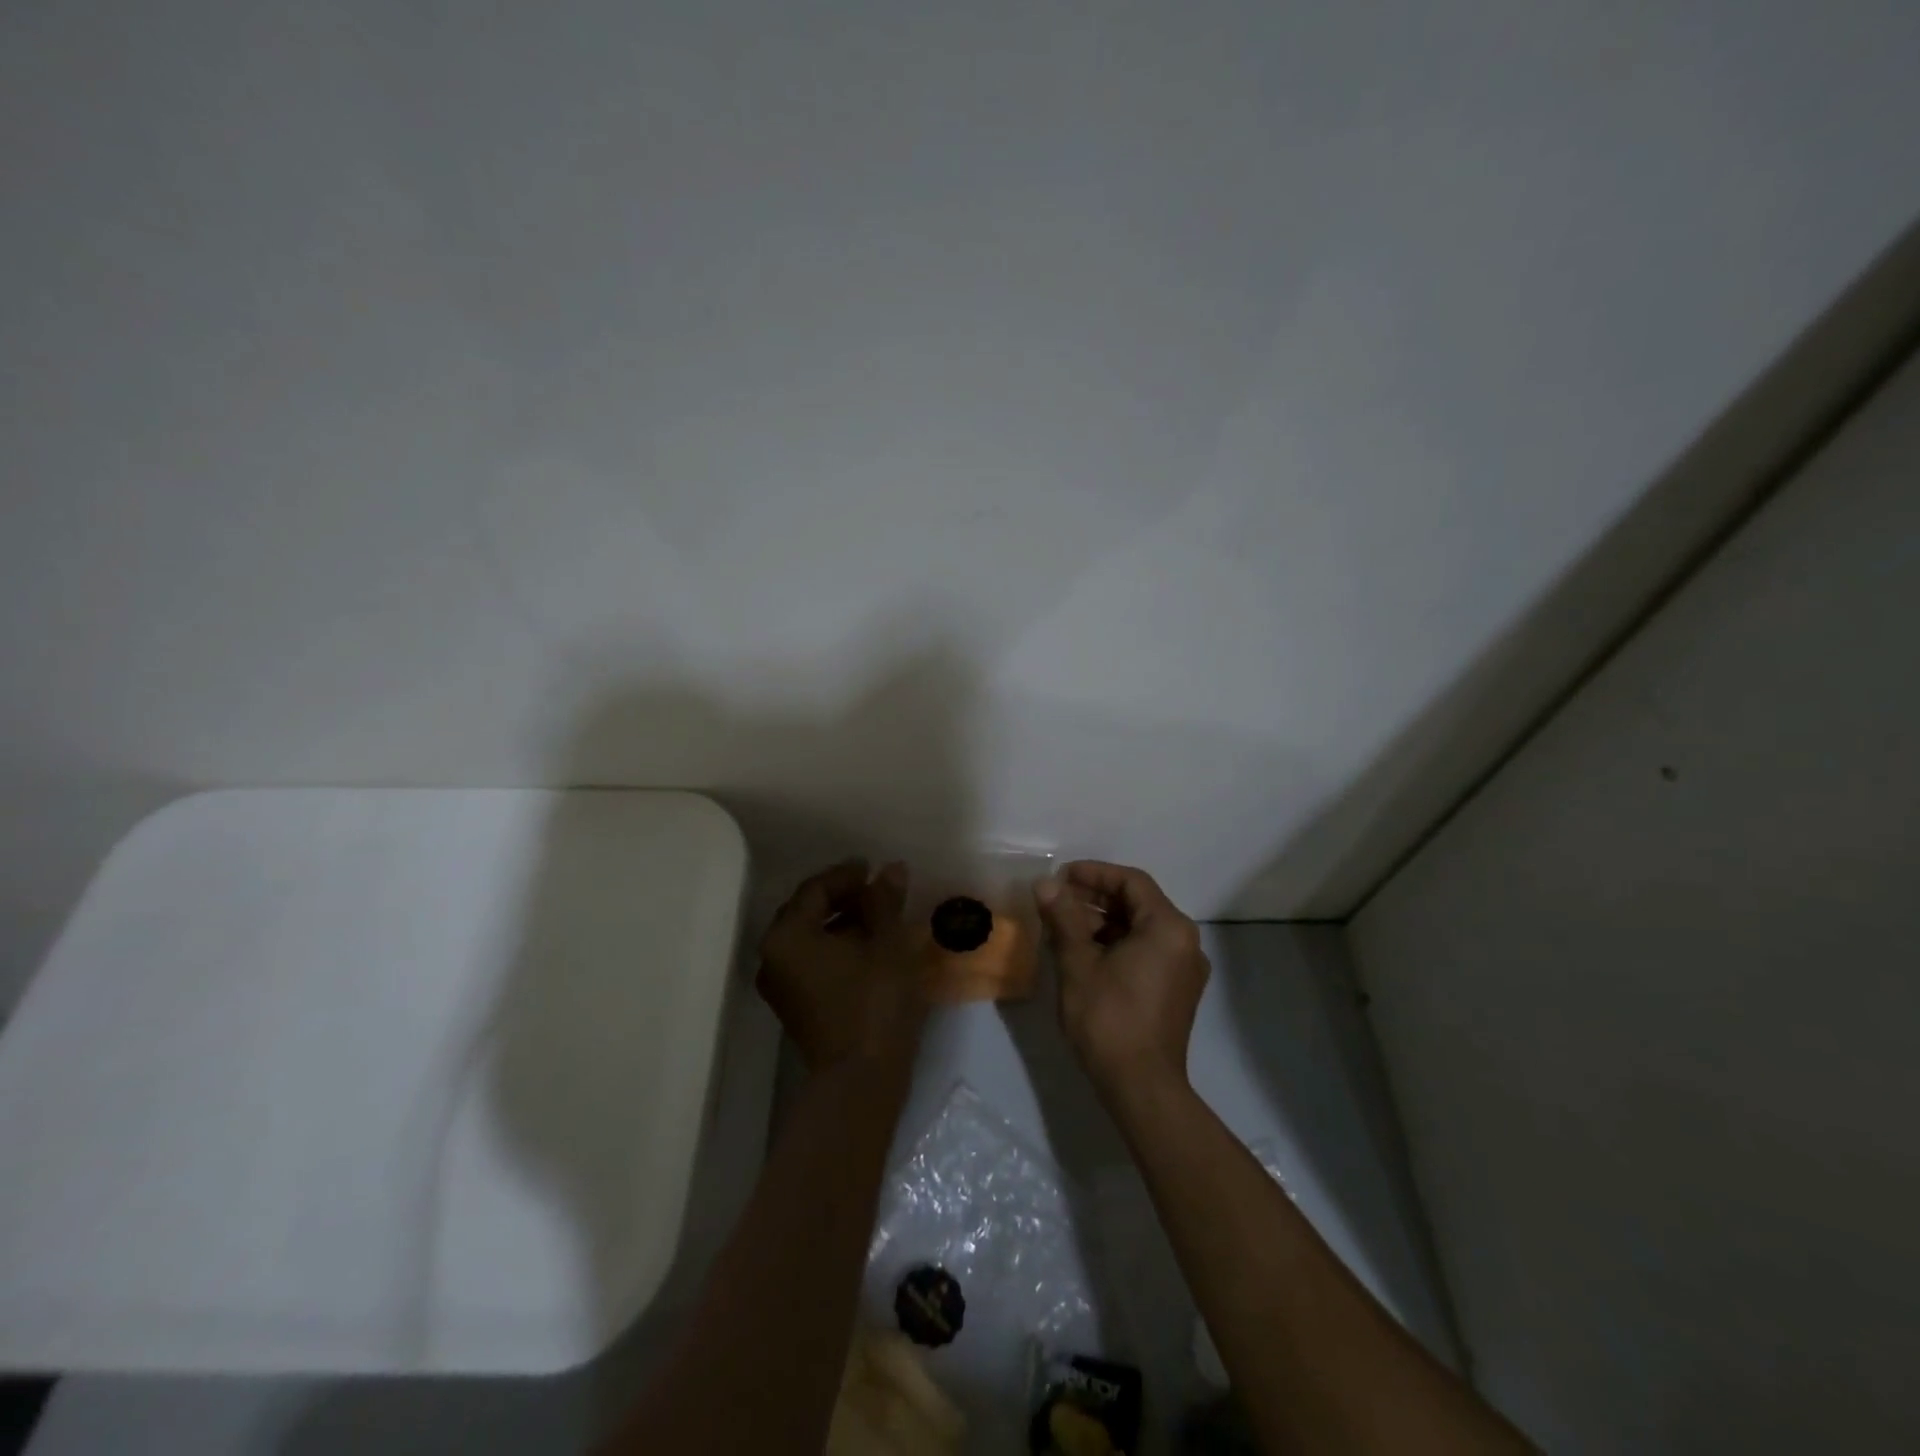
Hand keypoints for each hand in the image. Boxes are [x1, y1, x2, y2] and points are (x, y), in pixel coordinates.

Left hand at [758, 860, 926, 1072]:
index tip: (874, 869)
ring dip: (841, 923)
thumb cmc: (874, 1001)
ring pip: (810, 938)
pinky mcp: (795, 1007)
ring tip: (878, 918)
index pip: (815, 889)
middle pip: (807, 912)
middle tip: (877, 891)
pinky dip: (836, 948)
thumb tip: (891, 869)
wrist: (861, 1078)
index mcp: (788, 935)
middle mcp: (773, 957)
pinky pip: (812, 962)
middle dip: (843, 898)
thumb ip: (884, 901)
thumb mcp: (887, 943)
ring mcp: (781, 985)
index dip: (846, 875)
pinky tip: (868, 948)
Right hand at [1034, 861, 1209, 1099]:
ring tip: (1064, 926)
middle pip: (1138, 903)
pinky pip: (1148, 951)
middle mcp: (1185, 941)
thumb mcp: (1078, 963)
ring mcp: (1185, 969)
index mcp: (1168, 927)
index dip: (1093, 873)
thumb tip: (1044, 884)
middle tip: (1057, 899)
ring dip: (1104, 921)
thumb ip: (1063, 917)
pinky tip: (1085, 954)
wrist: (1141, 1087)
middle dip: (1096, 897)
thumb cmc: (1109, 1019)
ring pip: (1142, 928)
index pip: (1130, 882)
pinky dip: (1118, 944)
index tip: (1060, 877)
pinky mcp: (1178, 991)